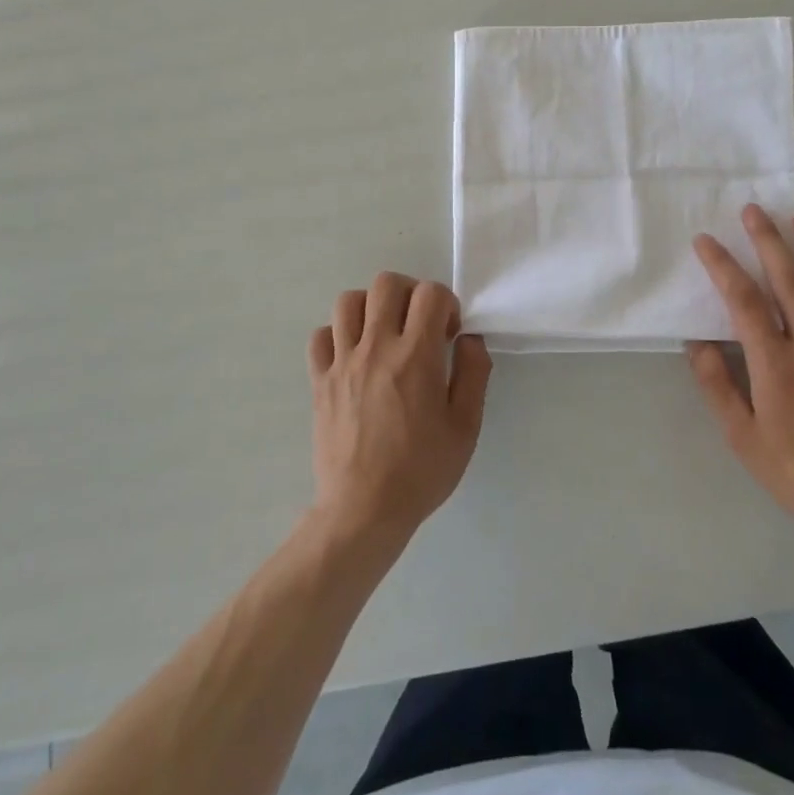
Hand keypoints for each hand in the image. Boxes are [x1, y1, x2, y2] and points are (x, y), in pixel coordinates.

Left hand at [308, 273, 491, 541]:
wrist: (364, 511)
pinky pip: (321, 336)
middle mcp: (376, 348)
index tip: (449, 334)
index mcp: (416, 356)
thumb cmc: (421, 470)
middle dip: (410, 293)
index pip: (430, 293)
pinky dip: (337, 335)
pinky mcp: (319, 381)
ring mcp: (342, 362)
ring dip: (371, 307)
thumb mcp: (466, 427)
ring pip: (348, 301)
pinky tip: (354, 356)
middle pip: (386, 284)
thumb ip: (474, 374)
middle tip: (419, 325)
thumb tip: (471, 339)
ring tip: (385, 334)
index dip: (446, 303)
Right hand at [689, 205, 793, 521]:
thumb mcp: (741, 435)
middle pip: (787, 281)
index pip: (743, 301)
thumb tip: (695, 342)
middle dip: (768, 240)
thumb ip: (716, 385)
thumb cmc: (793, 469)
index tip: (705, 241)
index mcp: (774, 362)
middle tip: (754, 209)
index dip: (722, 266)